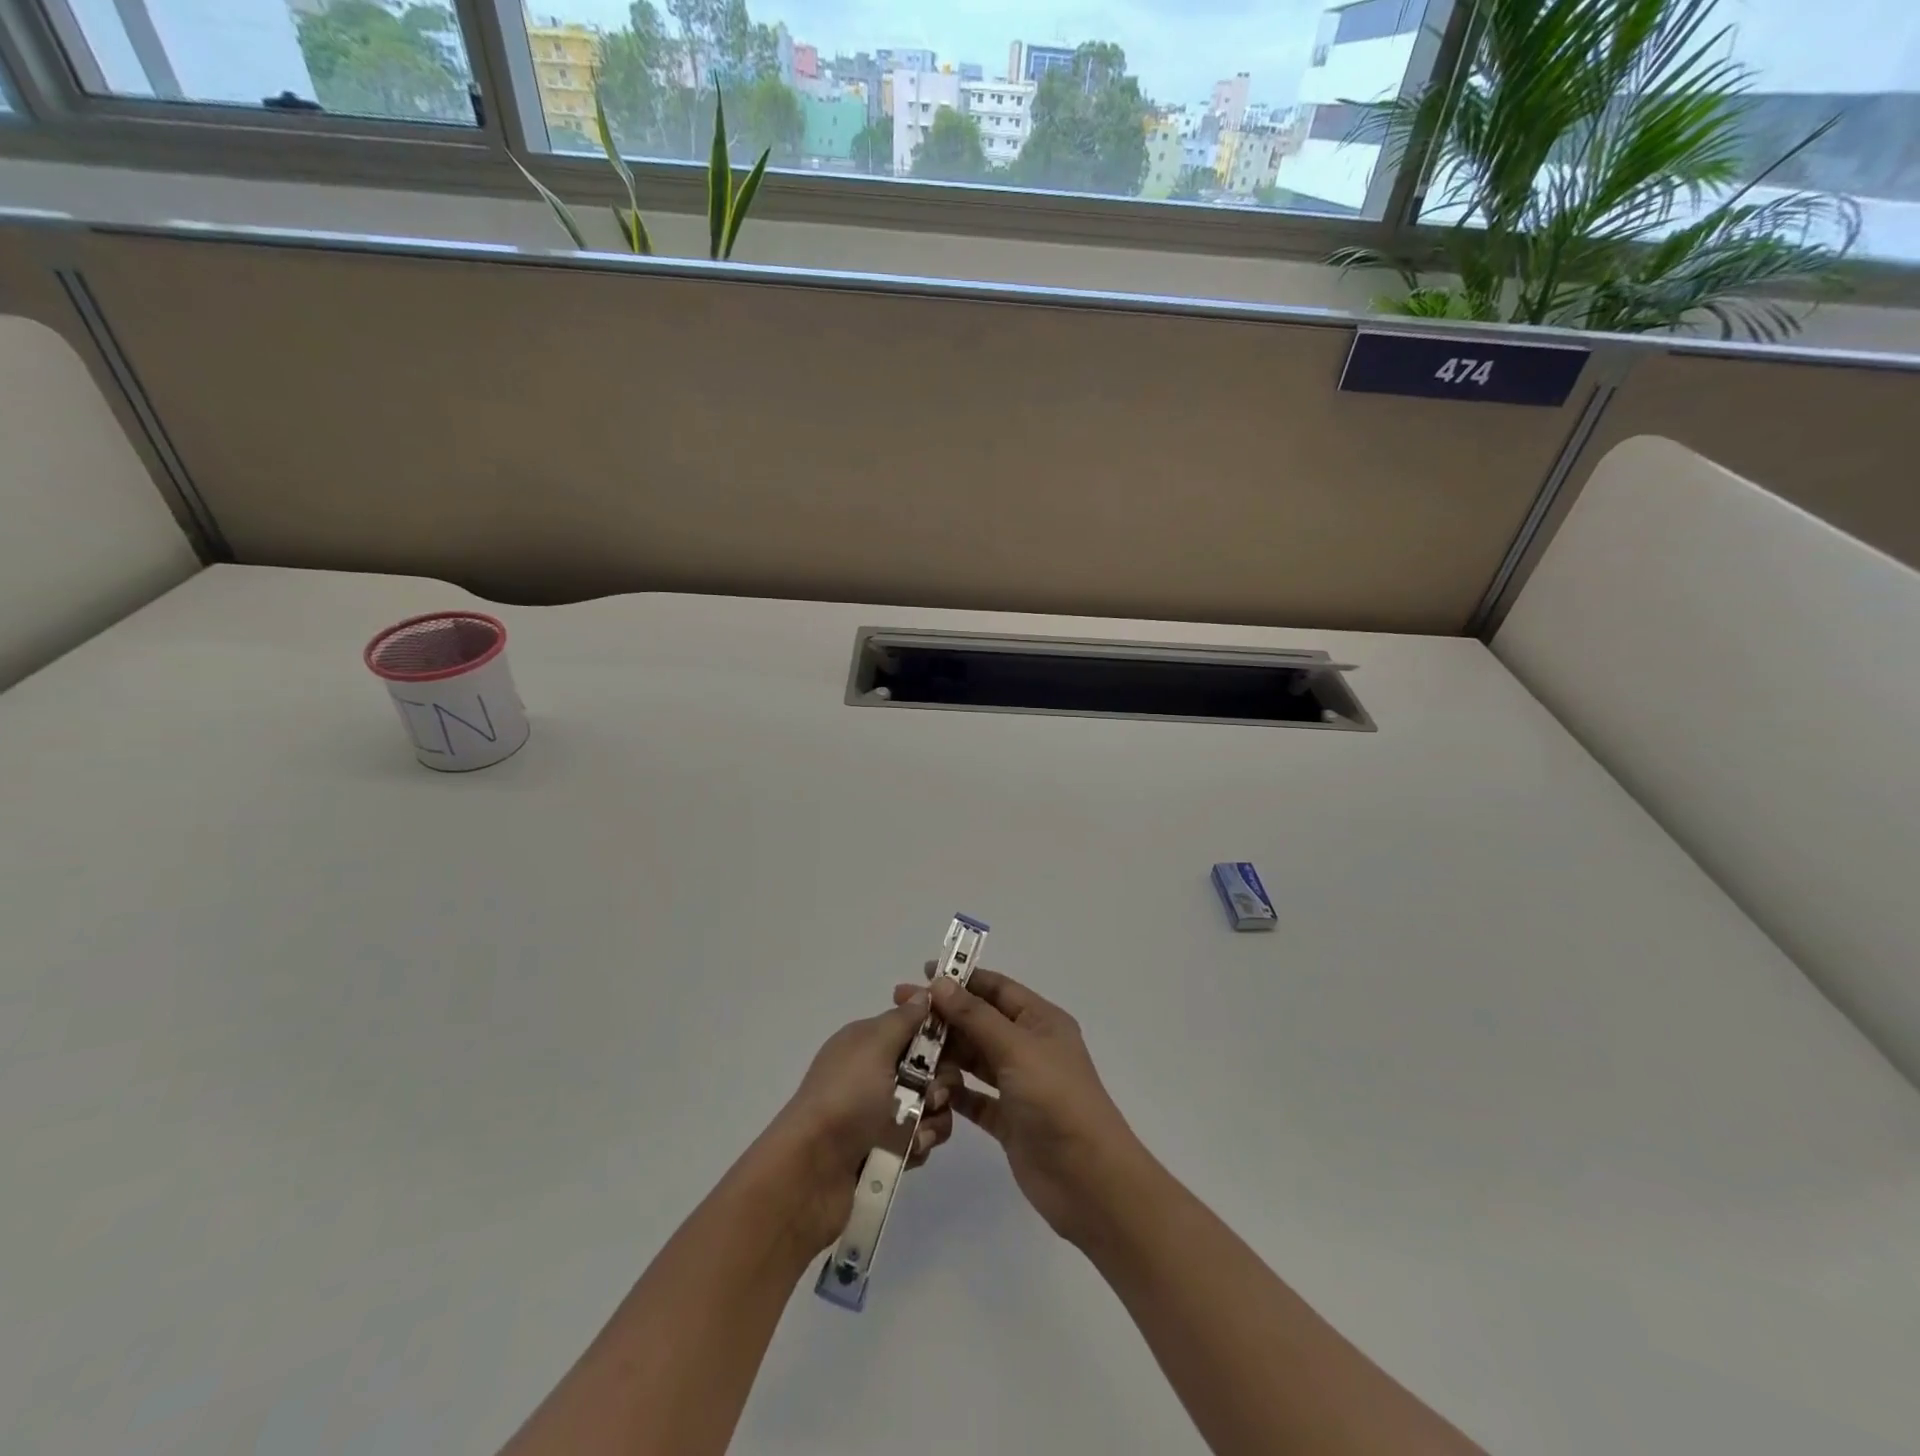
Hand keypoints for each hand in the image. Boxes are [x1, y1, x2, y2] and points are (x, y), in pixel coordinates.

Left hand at [760, 990, 961, 1253]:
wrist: (811, 1172)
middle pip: (931, 1069)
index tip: (954, 1046)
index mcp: (869, 1042)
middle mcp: (875, 1073)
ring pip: (932, 1106)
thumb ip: (903, 1019)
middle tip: (932, 1095)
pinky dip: (921, 1144)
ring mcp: (881, 1113)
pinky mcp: (887, 1150)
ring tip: (918, 1133)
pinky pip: (922, 1139)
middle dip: (942, 1082)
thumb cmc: (846, 1097)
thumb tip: (925, 993)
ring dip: (934, 1118)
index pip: (916, 1028)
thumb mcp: (874, 1046)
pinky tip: (910, 1152)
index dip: (939, 1036)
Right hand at [891, 966, 1145, 1247]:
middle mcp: (1029, 1047)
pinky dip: (952, 1092)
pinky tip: (925, 1089)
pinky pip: (973, 1097)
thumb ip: (975, 1016)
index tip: (923, 973)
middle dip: (944, 1016)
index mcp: (1040, 1020)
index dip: (961, 979)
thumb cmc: (1056, 1100)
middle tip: (901, 1012)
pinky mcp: (1008, 1120)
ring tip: (906, 1052)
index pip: (996, 988)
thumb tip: (940, 983)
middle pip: (980, 1022)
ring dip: (944, 1054)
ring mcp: (1018, 1085)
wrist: (1089, 1180)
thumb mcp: (1016, 1048)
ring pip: (973, 1059)